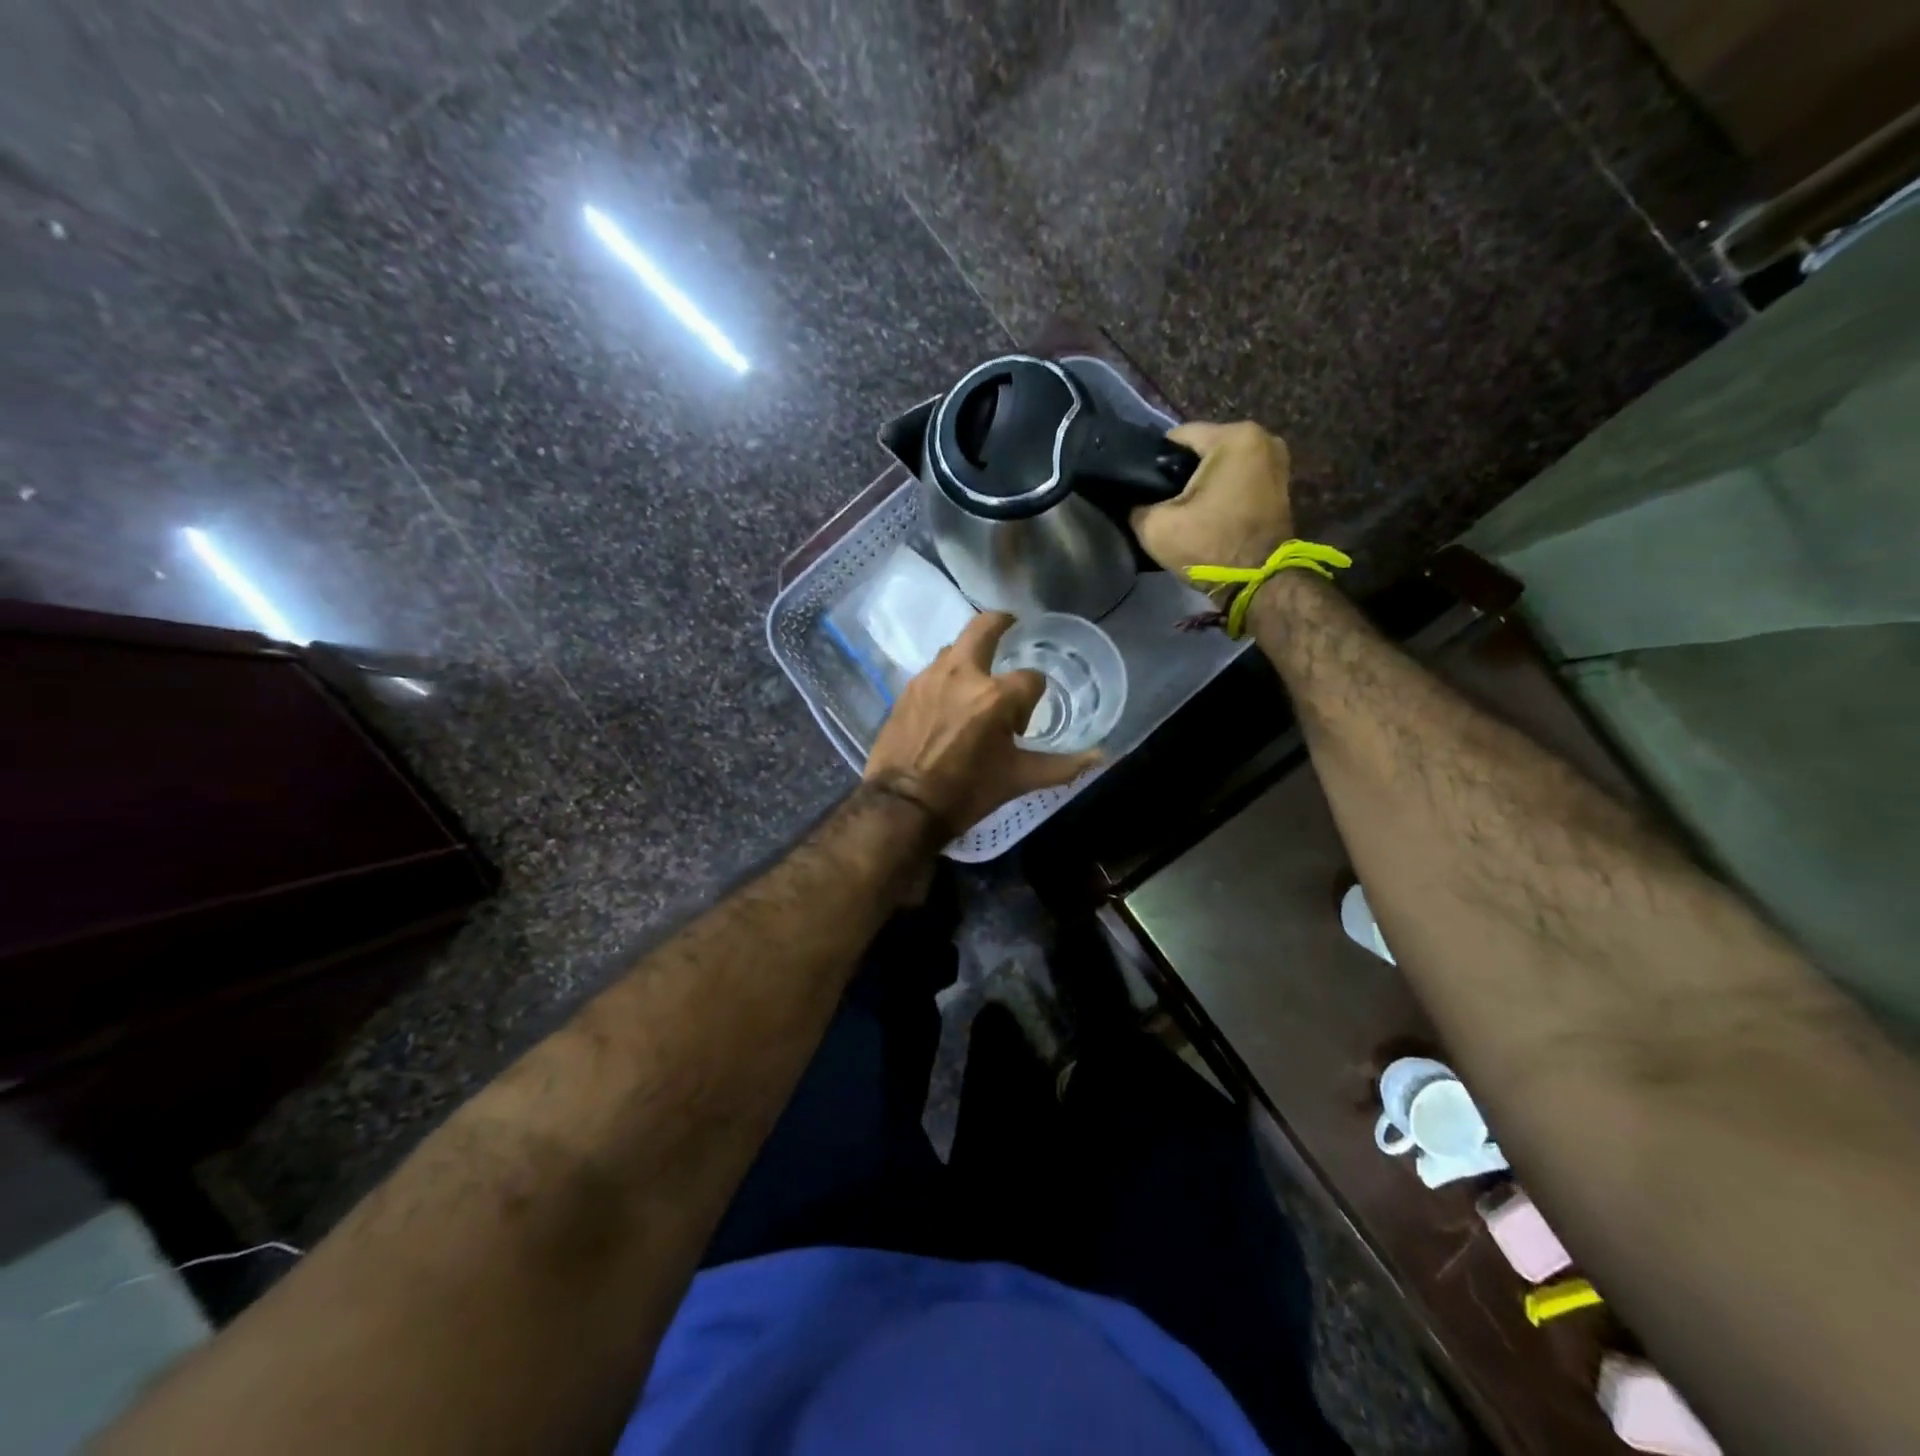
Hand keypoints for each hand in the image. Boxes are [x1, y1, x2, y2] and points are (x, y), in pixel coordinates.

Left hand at [865, 613, 1100, 836]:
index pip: (1031, 679)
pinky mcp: (908, 689)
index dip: (1032, 699)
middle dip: (1002, 622)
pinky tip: (948, 700)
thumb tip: (1101, 756)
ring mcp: (930, 677)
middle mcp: (963, 674)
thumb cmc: (966, 792)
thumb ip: (1062, 765)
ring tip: (976, 678)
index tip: (1020, 725)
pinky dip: (947, 675)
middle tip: (1011, 625)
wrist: (902, 805)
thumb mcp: (1018, 779)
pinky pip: (933, 669)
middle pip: (985, 626)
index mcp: (995, 696)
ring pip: (956, 648)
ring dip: (971, 654)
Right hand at [1131, 421, 1294, 574]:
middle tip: (1162, 502)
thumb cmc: (1209, 547)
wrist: (1258, 583)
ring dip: (1202, 482)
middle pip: (1201, 449)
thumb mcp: (1155, 527)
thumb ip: (1136, 505)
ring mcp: (1276, 460)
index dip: (1153, 462)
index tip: (1143, 488)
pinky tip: (1207, 512)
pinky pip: (1238, 477)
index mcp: (1233, 437)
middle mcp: (1261, 437)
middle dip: (1181, 472)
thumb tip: (1133, 499)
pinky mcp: (1280, 483)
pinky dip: (1222, 490)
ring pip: (1220, 464)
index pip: (1176, 437)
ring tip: (1184, 508)